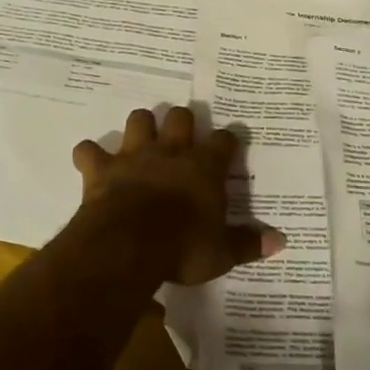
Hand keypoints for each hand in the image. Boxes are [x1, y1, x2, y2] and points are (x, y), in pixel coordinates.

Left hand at [71, 107, 284, 285]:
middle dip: (181, 122)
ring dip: (140, 127)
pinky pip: (89, 150)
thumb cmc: (183, 248)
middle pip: (180, 117)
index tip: (228, 144)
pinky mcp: (103, 168)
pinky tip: (90, 161)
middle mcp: (171, 152)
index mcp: (204, 168)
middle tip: (181, 135)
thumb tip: (281, 241)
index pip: (224, 141)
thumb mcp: (222, 252)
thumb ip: (249, 243)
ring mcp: (134, 155)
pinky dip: (89, 154)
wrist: (130, 244)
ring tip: (141, 140)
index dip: (227, 140)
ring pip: (139, 120)